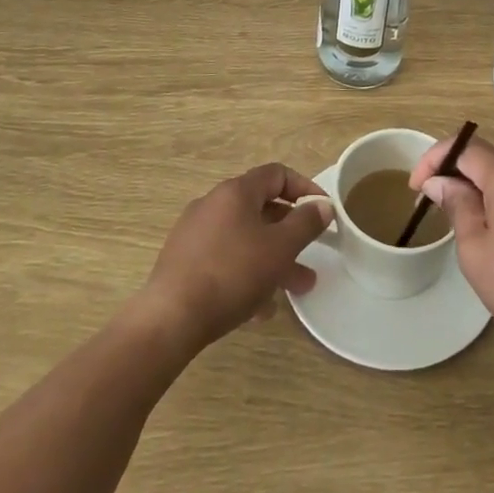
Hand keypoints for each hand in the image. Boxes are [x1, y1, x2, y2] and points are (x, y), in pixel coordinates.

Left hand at [138, 163, 332, 351]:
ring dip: (272, 258)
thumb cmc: (232, 273)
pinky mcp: (184, 261)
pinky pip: (225, 259)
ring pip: (245, 238)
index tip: (323, 212)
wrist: (170, 318)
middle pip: (261, 209)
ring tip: (293, 290)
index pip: (277, 174)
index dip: (305, 188)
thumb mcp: (280, 248)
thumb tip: (323, 205)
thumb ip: (306, 223)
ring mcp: (195, 233)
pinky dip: (246, 273)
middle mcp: (213, 204)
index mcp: (236, 192)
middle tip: (311, 256)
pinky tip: (258, 307)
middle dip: (290, 233)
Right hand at [410, 133, 493, 353]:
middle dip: (462, 167)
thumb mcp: (476, 251)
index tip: (417, 187)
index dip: (434, 160)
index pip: (463, 146)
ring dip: (492, 177)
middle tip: (445, 199)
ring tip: (478, 210)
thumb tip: (441, 182)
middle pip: (491, 150)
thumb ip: (457, 206)